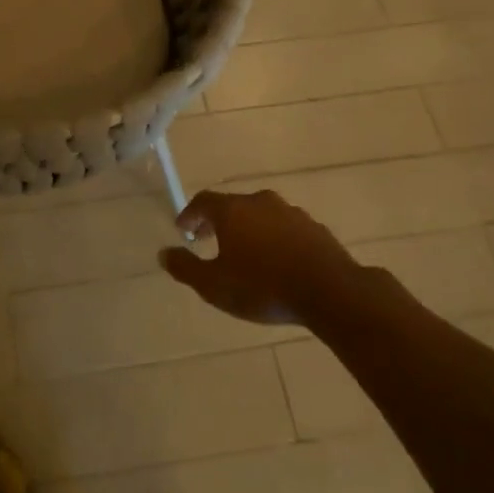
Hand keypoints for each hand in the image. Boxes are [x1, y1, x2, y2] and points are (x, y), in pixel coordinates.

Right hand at [160, 189, 360, 325]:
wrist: (330, 291)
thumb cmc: (263, 287)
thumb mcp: (214, 285)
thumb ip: (185, 267)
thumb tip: (163, 253)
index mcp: (232, 210)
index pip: (203, 201)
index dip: (190, 214)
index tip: (183, 229)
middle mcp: (260, 202)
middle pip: (232, 205)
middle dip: (217, 222)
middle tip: (209, 241)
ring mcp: (291, 213)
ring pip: (261, 215)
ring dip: (248, 229)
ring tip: (244, 253)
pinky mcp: (315, 228)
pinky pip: (285, 228)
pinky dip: (274, 238)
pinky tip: (277, 261)